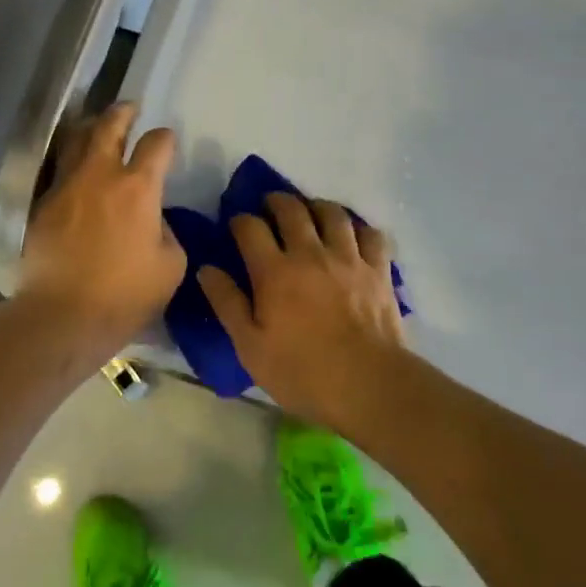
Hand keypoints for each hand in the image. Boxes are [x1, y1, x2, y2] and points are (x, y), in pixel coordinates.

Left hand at [17, 103, 186, 357]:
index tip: (167, 141)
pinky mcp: (42, 204)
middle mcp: (100, 175)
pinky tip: (76, 169)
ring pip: (76, 140)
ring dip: (91, 128)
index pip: (156, 144)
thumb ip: (167, 232)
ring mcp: (66, 186)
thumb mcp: (170, 266)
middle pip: (109, 126)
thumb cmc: (125, 295)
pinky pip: (59, 170)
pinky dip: (71, 161)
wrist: (62, 316)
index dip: (165, 138)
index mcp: (138, 187)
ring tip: (98, 127)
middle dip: (122, 113)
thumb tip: (154, 219)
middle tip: (129, 108)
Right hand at [198, 192, 406, 430]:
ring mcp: (348, 258)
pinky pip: (371, 233)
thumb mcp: (250, 347)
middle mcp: (310, 253)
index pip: (250, 227)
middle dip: (276, 201)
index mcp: (274, 271)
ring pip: (332, 213)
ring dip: (317, 206)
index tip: (236, 224)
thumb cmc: (302, 372)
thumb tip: (207, 269)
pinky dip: (359, 228)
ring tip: (311, 212)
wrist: (369, 385)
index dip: (240, 220)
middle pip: (291, 210)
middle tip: (270, 205)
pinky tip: (353, 234)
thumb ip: (227, 303)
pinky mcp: (378, 270)